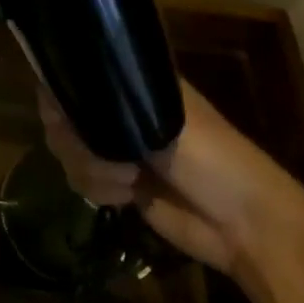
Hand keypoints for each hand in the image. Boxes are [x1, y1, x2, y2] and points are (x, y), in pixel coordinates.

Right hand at [37, 77, 303, 276]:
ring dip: (90, 169)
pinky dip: (97, 189)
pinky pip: (81, 179)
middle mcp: (120, 111)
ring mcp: (117, 147)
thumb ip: (112, 105)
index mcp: (134, 86)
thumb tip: (59, 95)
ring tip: (126, 182)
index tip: (65, 114)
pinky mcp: (116, 182)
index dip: (61, 93)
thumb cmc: (214, 159)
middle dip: (75, 140)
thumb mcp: (164, 121)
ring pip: (68, 149)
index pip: (76, 76)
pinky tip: (126, 197)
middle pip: (63, 115)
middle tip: (104, 154)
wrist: (244, 226)